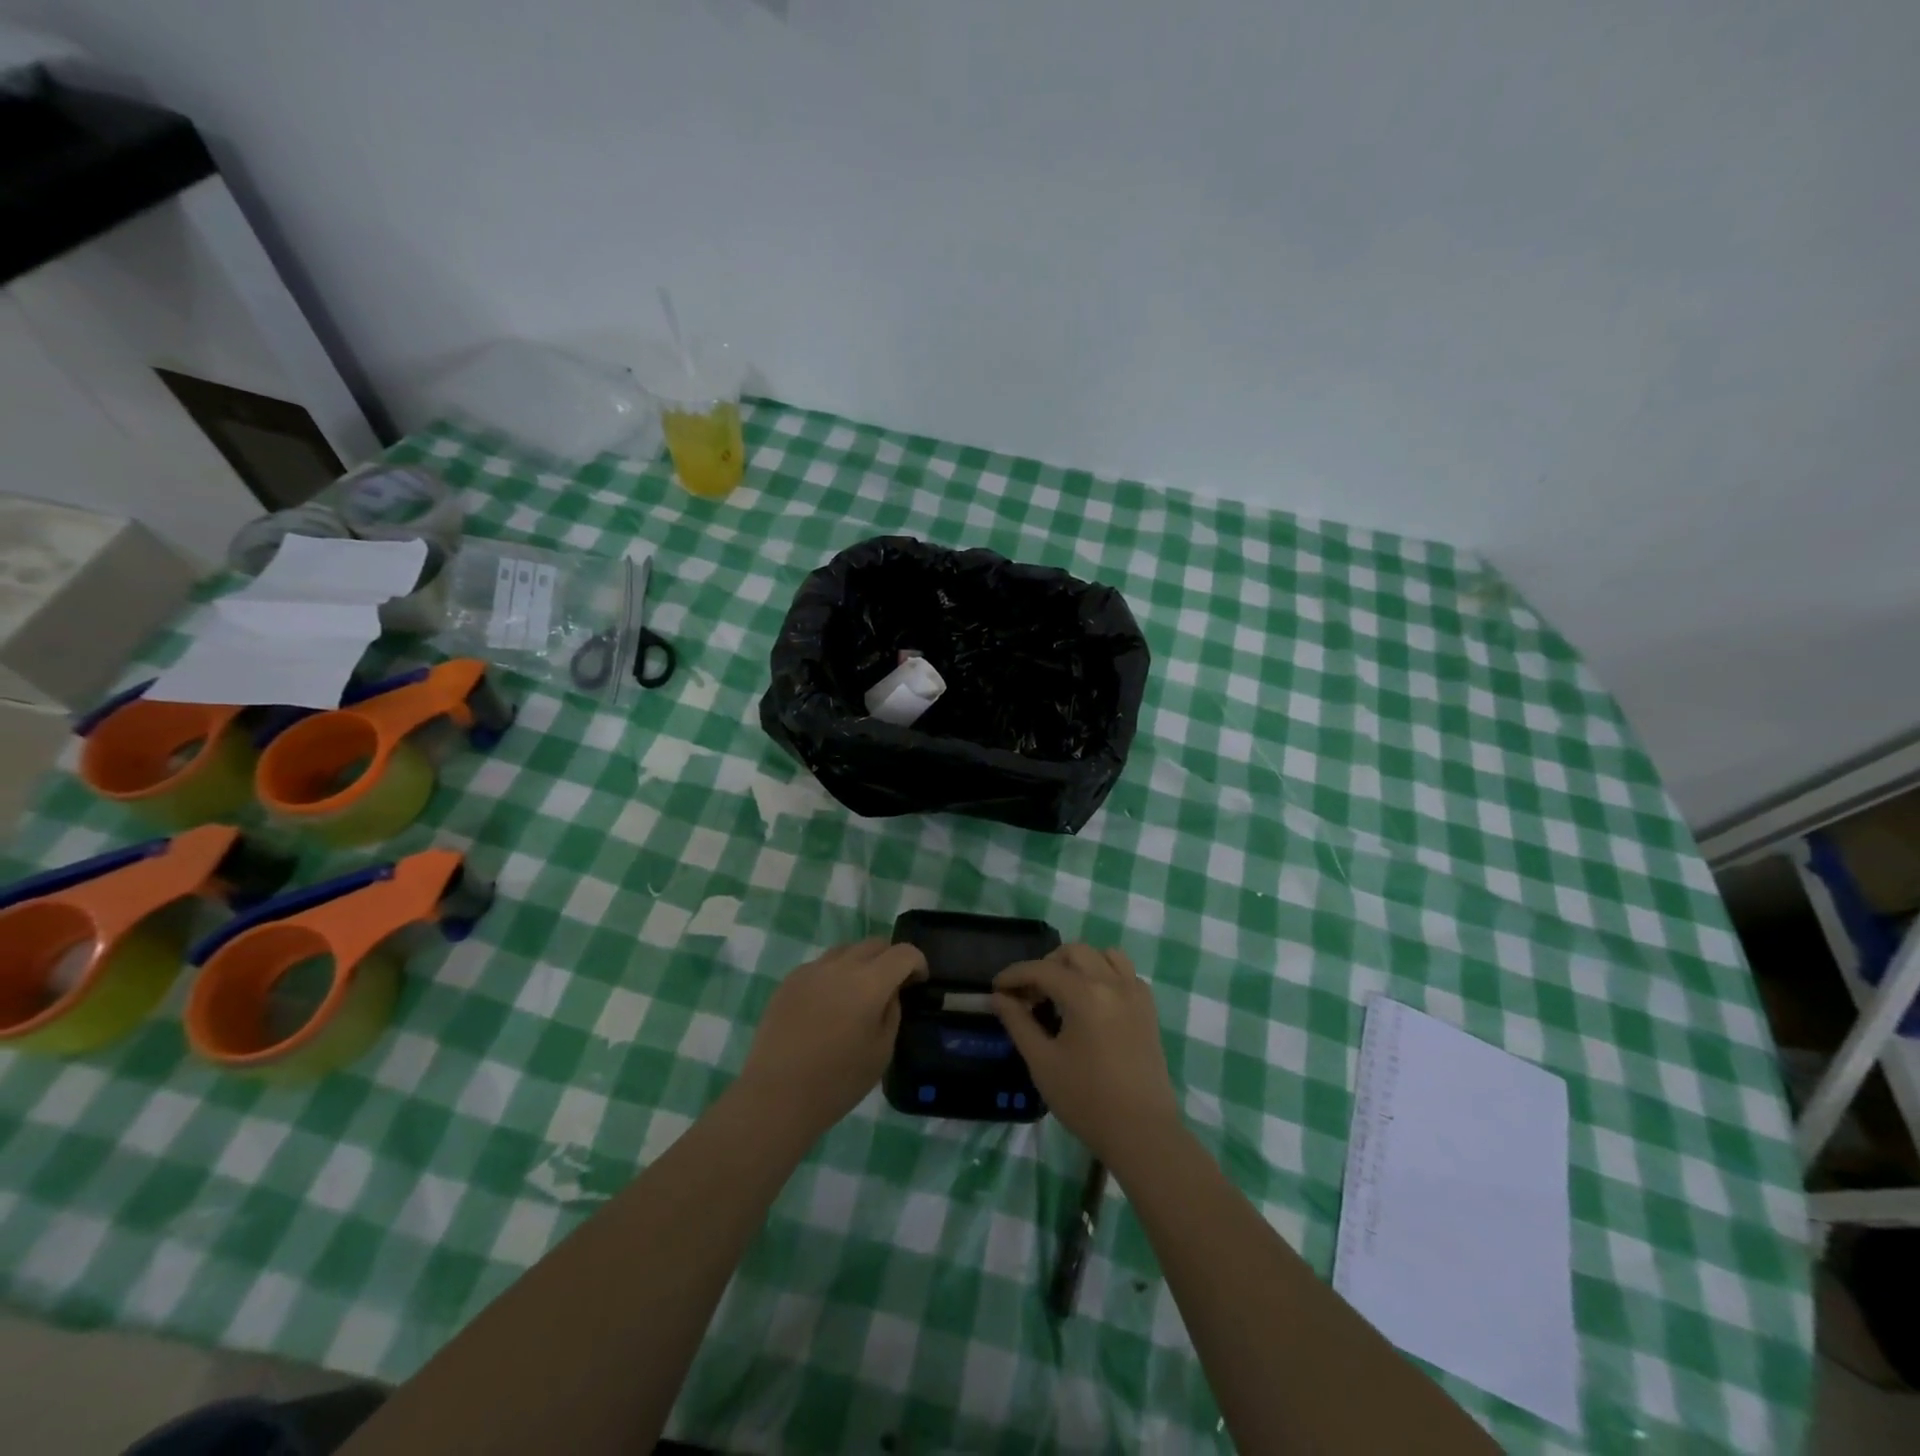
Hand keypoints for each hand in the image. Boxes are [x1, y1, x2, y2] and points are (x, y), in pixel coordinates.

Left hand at [739, 938, 926, 1135]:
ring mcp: (811, 970)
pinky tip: (827, 1005)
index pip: (903, 953)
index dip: (918, 963)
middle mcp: (840, 966)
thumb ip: (892, 1012)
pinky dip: (833, 975)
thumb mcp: (882, 1052)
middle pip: (874, 944)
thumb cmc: (837, 1081)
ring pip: (846, 950)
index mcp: (869, 982)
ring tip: (857, 994)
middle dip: (890, 959)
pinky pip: (821, 966)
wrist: (776, 1096)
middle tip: (891, 986)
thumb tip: (890, 992)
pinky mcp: (789, 981)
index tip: (918, 982)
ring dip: (860, 963)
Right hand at [993, 944, 1180, 1164]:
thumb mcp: (1042, 1063)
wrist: (1141, 1133)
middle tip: (1030, 994)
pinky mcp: (1148, 1008)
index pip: (1042, 969)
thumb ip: (1018, 1022)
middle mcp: (1113, 983)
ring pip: (1104, 955)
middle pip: (1074, 952)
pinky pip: (1125, 973)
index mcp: (1086, 994)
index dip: (1015, 975)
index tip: (996, 989)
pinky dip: (1104, 975)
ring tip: (1062, 991)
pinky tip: (1092, 1002)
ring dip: (1078, 964)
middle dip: (1046, 965)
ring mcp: (1135, 993)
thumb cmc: (1086, 1100)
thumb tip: (998, 997)